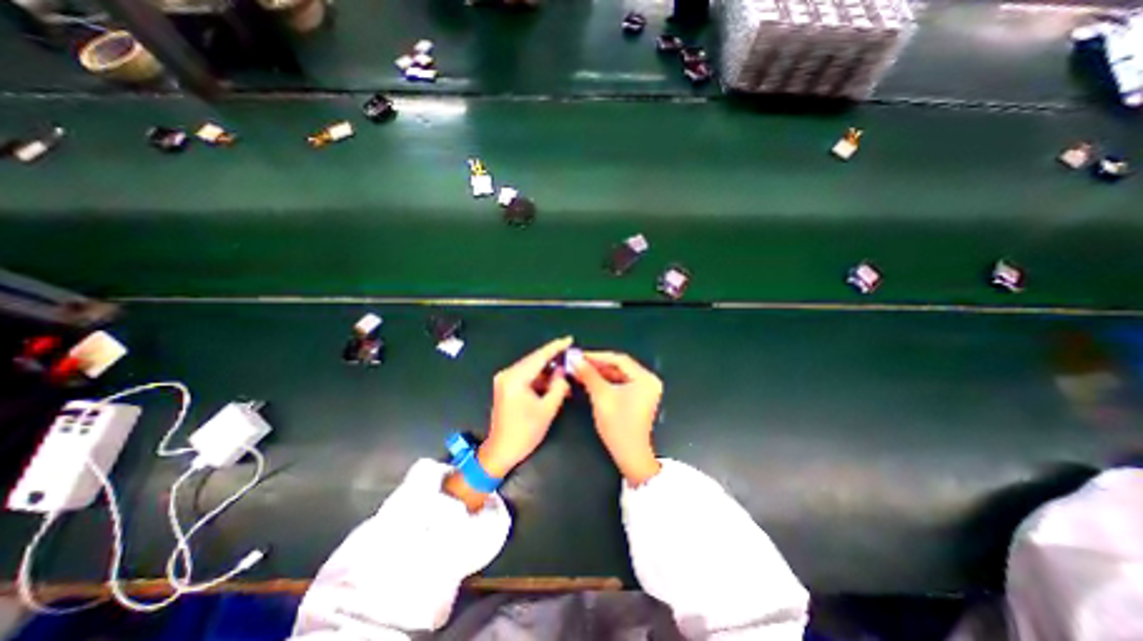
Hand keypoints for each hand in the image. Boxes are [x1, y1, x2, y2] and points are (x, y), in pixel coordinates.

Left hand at [478, 337, 576, 478]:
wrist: (501, 451)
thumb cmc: (525, 433)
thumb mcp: (547, 409)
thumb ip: (558, 386)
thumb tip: (563, 372)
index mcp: (515, 379)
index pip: (539, 357)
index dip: (555, 347)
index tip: (569, 339)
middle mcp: (507, 374)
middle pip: (534, 360)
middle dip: (553, 358)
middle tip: (570, 354)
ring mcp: (505, 380)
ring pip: (531, 368)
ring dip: (547, 370)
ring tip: (565, 371)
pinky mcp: (506, 386)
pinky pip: (526, 376)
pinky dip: (540, 378)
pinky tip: (553, 382)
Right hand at [577, 353, 666, 481]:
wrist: (630, 455)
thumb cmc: (618, 425)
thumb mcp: (602, 397)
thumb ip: (589, 375)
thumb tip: (575, 360)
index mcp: (645, 378)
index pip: (619, 359)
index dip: (597, 356)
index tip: (579, 355)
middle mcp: (648, 380)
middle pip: (620, 366)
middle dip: (597, 365)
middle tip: (578, 363)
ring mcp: (644, 389)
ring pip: (618, 375)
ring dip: (600, 373)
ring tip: (581, 371)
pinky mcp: (638, 398)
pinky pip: (620, 384)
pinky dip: (606, 382)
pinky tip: (591, 381)